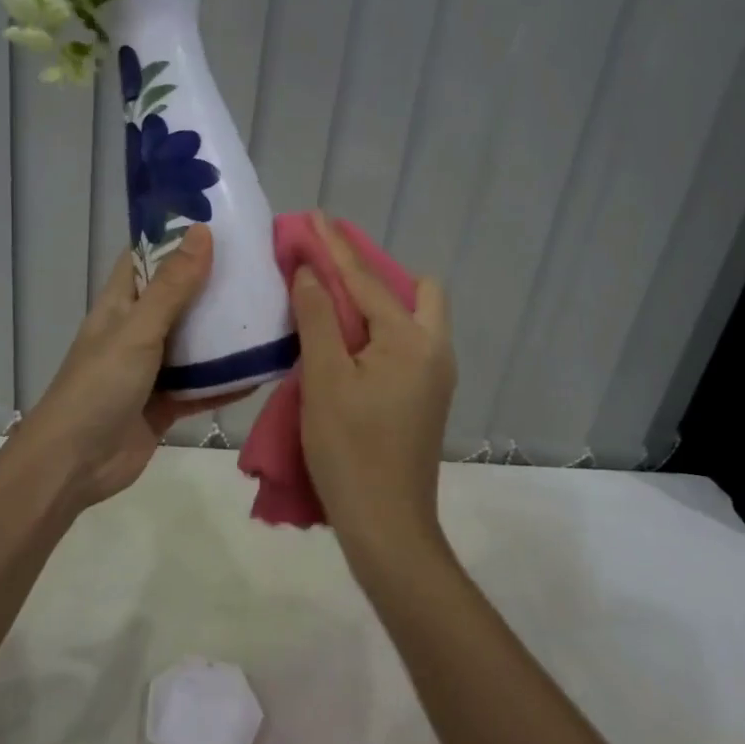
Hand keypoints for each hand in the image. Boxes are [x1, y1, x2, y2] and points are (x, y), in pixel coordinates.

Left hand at [20, 224, 236, 509]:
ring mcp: (152, 369)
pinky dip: (228, 380)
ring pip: (194, 342)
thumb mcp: (138, 330)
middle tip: (260, 265)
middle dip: (213, 283)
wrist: (75, 465)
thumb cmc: (99, 386)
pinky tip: (264, 369)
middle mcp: (137, 330)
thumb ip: (173, 286)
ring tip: (271, 309)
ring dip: (225, 332)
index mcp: (121, 304)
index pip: (147, 257)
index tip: (220, 221)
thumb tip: (203, 231)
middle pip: (178, 297)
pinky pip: (203, 386)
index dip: (176, 237)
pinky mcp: (167, 404)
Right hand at [291, 215, 455, 574]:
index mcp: (412, 340)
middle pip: (414, 289)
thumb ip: (318, 318)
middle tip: (330, 273)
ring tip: (333, 303)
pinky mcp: (427, 396)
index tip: (314, 216)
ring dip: (377, 301)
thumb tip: (308, 272)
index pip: (367, 280)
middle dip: (374, 272)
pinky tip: (348, 341)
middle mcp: (435, 349)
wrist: (387, 526)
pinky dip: (380, 328)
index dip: (335, 246)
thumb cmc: (350, 450)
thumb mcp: (324, 378)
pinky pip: (407, 342)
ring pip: (414, 316)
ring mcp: (436, 376)